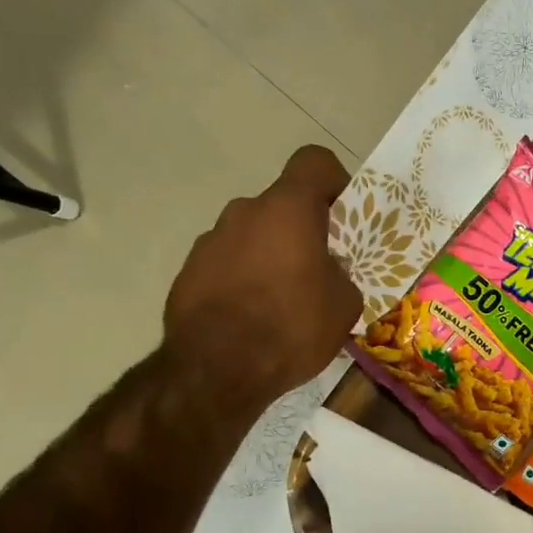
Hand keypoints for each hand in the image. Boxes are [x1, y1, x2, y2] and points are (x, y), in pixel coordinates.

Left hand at [164, 145, 362, 407]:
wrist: (216, 370)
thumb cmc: (291, 328)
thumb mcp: (344, 305)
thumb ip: (341, 274)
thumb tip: (328, 270)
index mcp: (287, 209)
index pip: (314, 162)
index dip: (335, 182)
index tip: (344, 217)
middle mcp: (244, 212)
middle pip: (282, 206)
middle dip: (302, 231)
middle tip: (319, 271)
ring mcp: (210, 240)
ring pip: (253, 236)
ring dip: (270, 256)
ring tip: (282, 303)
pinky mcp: (189, 271)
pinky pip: (227, 264)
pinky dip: (242, 280)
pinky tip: (250, 319)